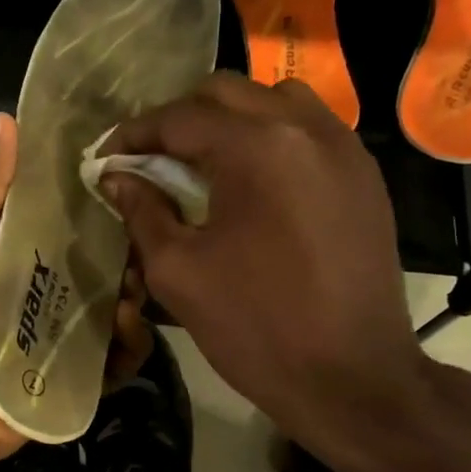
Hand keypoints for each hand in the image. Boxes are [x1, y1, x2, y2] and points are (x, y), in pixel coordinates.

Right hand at [102, 74, 435, 471]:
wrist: (353, 379)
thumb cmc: (255, 327)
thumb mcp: (177, 271)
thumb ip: (142, 211)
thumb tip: (115, 177)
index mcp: (257, 150)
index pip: (180, 118)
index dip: (134, 133)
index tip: (106, 156)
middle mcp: (306, 130)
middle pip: (228, 92)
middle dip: (179, 119)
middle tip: (149, 158)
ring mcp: (344, 150)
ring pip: (275, 100)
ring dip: (230, 120)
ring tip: (203, 163)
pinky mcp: (364, 176)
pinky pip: (310, 130)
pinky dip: (270, 138)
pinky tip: (251, 181)